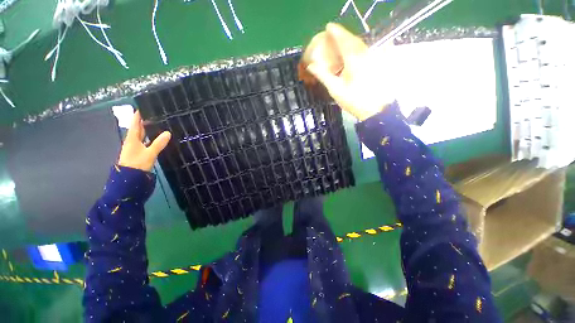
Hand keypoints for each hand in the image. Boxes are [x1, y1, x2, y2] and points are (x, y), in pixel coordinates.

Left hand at [118, 110, 170, 171]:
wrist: (130, 178)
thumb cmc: (137, 164)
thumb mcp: (150, 153)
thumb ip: (159, 143)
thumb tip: (168, 132)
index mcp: (132, 138)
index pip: (135, 123)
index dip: (138, 115)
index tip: (143, 107)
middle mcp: (132, 141)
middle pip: (138, 128)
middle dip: (144, 121)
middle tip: (154, 114)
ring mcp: (135, 147)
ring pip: (141, 135)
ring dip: (147, 130)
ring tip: (157, 124)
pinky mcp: (139, 152)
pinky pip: (144, 141)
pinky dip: (149, 138)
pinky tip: (155, 138)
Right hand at [303, 23, 395, 120]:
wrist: (375, 109)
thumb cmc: (354, 100)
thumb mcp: (335, 89)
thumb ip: (323, 75)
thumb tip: (311, 65)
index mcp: (353, 58)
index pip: (343, 39)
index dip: (335, 31)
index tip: (328, 27)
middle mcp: (364, 53)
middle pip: (352, 39)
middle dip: (342, 35)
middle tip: (332, 36)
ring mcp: (372, 57)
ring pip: (359, 44)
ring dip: (349, 42)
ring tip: (340, 44)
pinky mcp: (376, 63)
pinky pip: (364, 51)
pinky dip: (355, 49)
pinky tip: (350, 55)